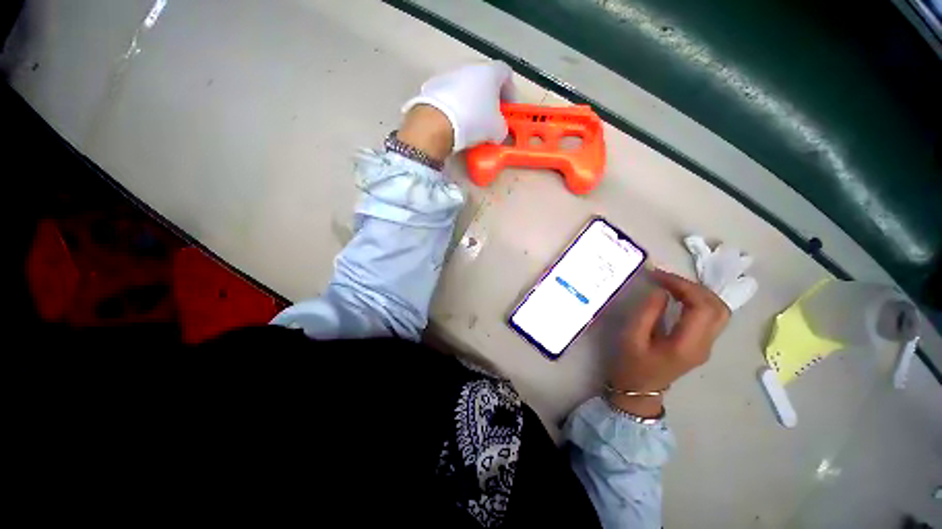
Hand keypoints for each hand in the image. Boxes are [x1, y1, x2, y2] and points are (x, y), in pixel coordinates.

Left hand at [402, 61, 514, 151]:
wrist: (437, 123)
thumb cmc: (474, 121)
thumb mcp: (497, 130)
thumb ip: (503, 127)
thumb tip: (498, 130)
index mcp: (490, 71)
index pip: (507, 73)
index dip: (511, 91)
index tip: (509, 109)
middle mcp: (469, 65)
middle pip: (484, 78)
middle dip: (489, 97)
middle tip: (490, 116)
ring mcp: (448, 73)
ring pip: (465, 85)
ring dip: (471, 100)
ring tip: (470, 121)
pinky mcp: (432, 85)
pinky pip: (449, 94)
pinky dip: (454, 105)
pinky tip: (454, 121)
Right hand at [607, 269, 730, 417]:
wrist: (638, 389)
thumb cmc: (631, 364)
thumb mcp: (631, 337)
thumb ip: (648, 312)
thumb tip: (661, 290)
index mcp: (688, 345)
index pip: (702, 307)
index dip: (684, 286)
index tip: (658, 276)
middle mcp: (705, 345)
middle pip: (718, 307)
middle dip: (694, 287)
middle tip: (666, 279)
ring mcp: (707, 345)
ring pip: (719, 311)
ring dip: (699, 293)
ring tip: (672, 285)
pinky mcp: (702, 343)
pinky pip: (711, 316)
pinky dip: (698, 300)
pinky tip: (679, 297)